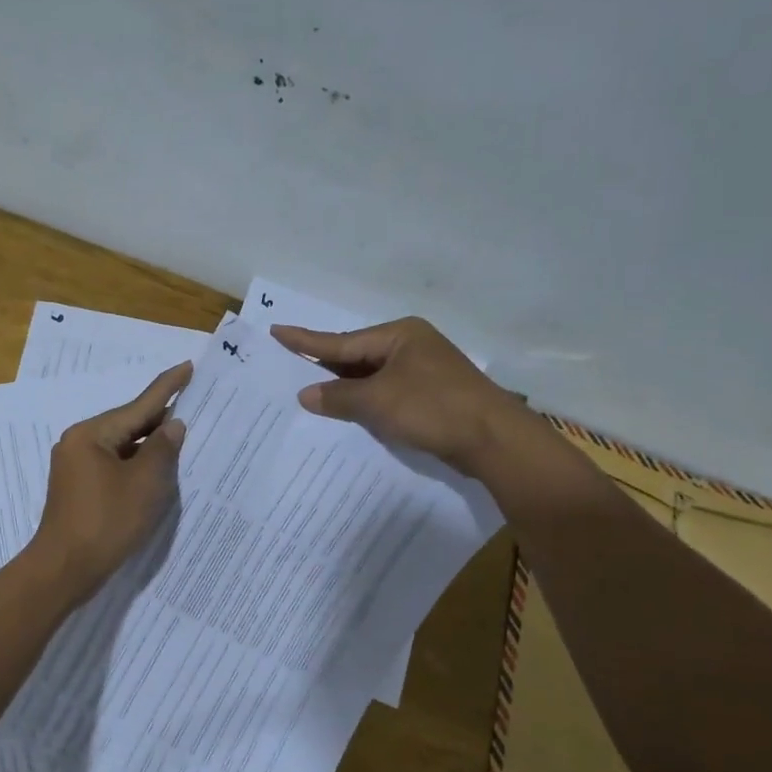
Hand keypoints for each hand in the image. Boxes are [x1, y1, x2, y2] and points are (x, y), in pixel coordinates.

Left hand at [29, 361, 190, 599]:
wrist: (64, 570)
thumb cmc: (106, 522)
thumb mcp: (144, 483)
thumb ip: (162, 449)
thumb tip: (172, 426)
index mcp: (91, 435)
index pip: (138, 405)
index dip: (168, 387)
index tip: (187, 366)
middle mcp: (79, 443)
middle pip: (128, 423)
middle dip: (160, 419)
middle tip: (194, 404)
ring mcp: (76, 466)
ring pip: (122, 446)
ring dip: (150, 445)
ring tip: (183, 436)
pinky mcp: (80, 488)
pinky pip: (115, 465)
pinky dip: (137, 465)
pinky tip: (158, 468)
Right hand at [270, 317, 525, 473]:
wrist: (493, 440)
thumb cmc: (433, 408)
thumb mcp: (378, 401)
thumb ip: (338, 397)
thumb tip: (306, 394)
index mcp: (399, 335)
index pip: (341, 341)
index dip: (307, 340)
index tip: (277, 331)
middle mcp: (411, 347)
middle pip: (357, 357)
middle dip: (325, 367)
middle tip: (288, 367)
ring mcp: (424, 372)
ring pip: (372, 378)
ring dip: (345, 390)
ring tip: (309, 394)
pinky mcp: (431, 398)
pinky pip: (387, 396)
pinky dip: (366, 404)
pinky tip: (347, 414)